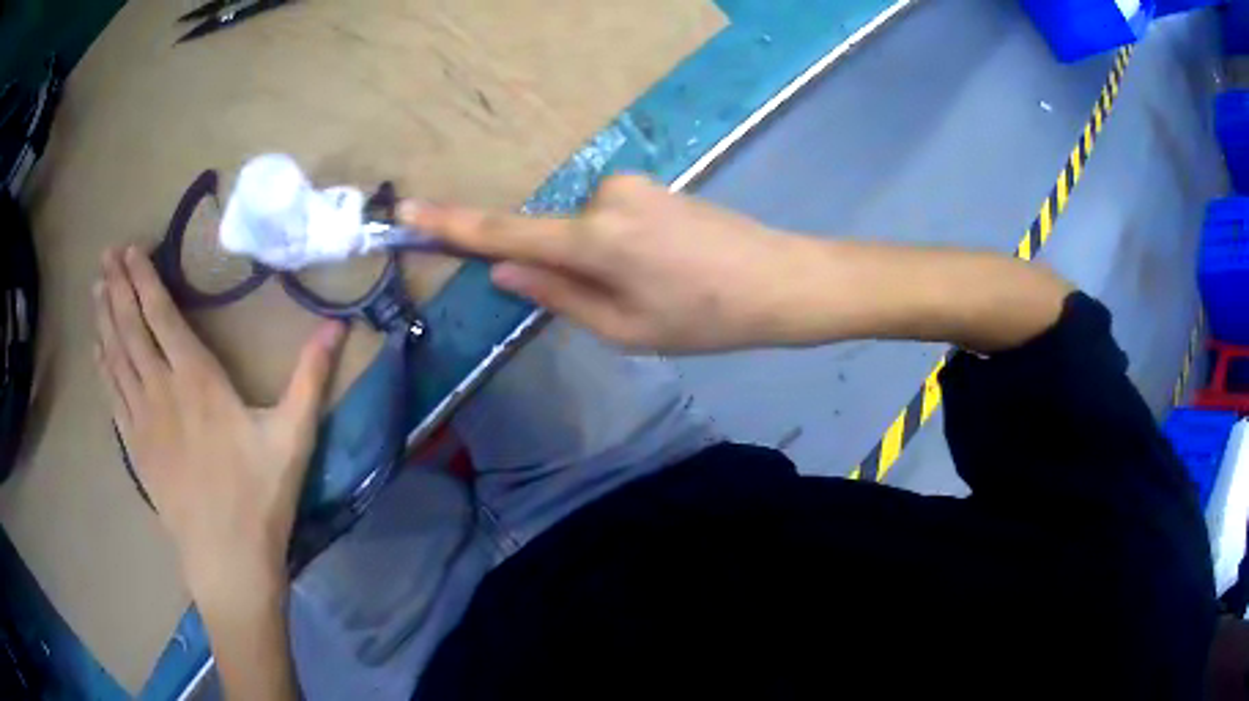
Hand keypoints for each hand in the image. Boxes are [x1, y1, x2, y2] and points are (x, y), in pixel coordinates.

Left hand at [93, 247, 345, 603]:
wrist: (227, 560)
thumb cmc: (260, 497)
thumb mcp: (294, 437)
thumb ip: (310, 377)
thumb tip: (337, 325)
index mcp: (197, 380)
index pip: (161, 316)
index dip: (144, 279)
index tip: (130, 250)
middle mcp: (161, 390)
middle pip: (131, 328)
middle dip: (118, 287)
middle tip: (106, 255)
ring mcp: (143, 421)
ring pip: (116, 357)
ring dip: (104, 319)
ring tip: (96, 288)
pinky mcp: (135, 449)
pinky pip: (112, 397)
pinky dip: (102, 367)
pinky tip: (97, 350)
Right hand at [403, 175, 805, 352]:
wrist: (780, 280)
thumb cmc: (706, 318)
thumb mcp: (625, 328)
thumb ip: (557, 295)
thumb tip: (502, 271)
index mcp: (595, 239)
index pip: (505, 234)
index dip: (453, 224)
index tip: (409, 210)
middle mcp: (604, 198)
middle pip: (552, 238)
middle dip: (565, 272)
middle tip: (626, 304)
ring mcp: (630, 185)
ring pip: (583, 231)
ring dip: (598, 263)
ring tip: (656, 288)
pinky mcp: (650, 185)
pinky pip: (608, 219)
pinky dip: (615, 248)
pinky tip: (663, 268)